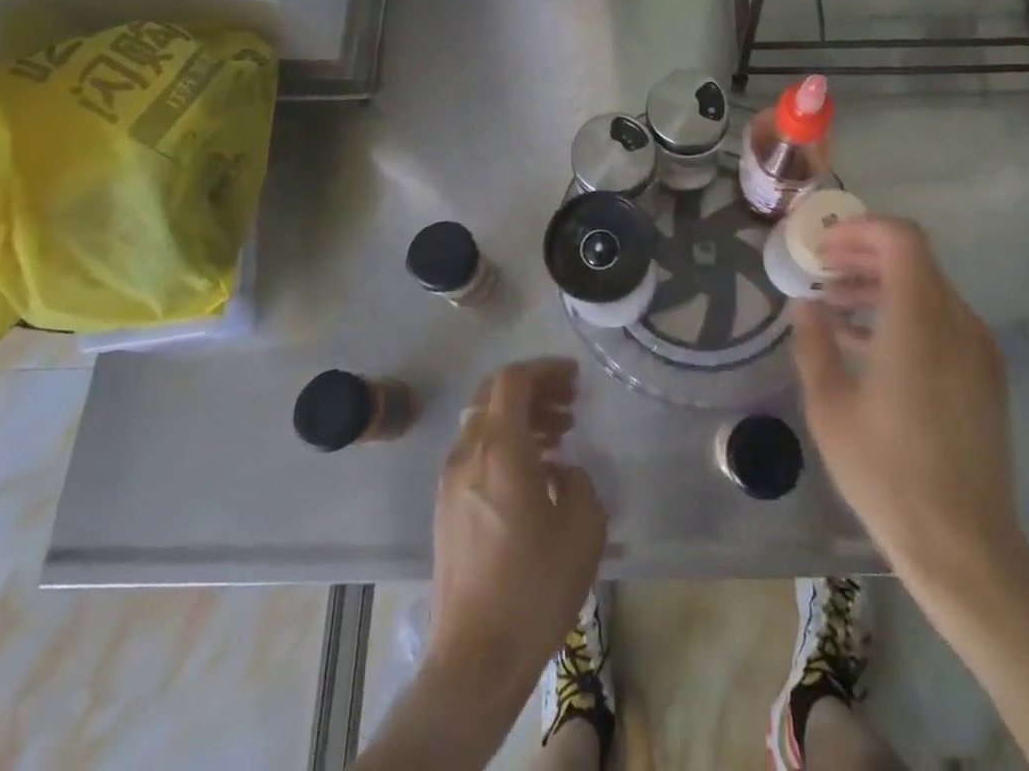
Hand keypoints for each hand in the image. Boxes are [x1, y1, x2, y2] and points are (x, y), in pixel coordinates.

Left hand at [427, 358, 606, 710]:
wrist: (475, 659)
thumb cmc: (534, 586)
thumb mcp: (582, 527)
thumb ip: (579, 481)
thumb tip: (563, 472)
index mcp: (499, 449)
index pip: (513, 379)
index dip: (545, 369)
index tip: (575, 379)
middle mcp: (468, 454)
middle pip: (493, 394)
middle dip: (533, 389)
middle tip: (569, 404)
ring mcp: (451, 482)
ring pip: (483, 423)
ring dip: (520, 418)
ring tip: (559, 437)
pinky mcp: (446, 509)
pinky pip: (476, 454)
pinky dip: (505, 445)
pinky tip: (535, 475)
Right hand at [793, 217, 1022, 579]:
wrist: (964, 546)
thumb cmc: (887, 474)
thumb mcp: (830, 407)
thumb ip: (813, 343)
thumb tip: (805, 304)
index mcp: (921, 322)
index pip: (902, 240)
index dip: (860, 229)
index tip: (823, 247)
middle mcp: (957, 323)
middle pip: (913, 260)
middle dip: (863, 255)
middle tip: (821, 270)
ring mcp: (977, 349)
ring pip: (927, 289)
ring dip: (880, 285)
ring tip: (834, 304)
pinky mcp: (984, 375)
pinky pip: (940, 321)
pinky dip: (902, 313)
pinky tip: (865, 342)